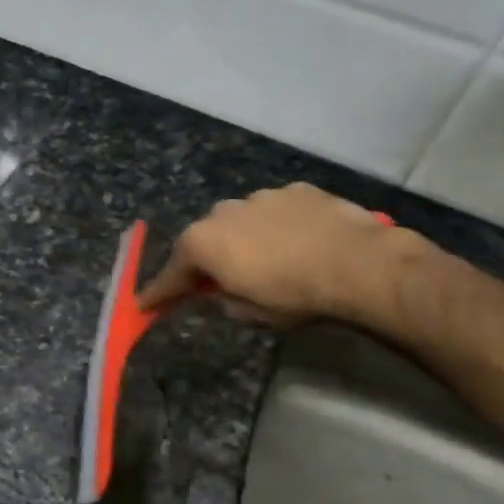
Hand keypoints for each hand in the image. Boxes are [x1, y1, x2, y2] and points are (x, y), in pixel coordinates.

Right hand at [138, 183, 407, 325]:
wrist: (358, 264)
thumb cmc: (293, 295)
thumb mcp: (249, 313)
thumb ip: (222, 299)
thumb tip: (218, 291)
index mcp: (202, 243)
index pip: (171, 273)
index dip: (159, 292)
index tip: (145, 304)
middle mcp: (222, 212)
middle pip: (204, 240)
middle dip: (205, 260)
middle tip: (214, 282)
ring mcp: (260, 196)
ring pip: (239, 221)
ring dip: (242, 239)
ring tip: (265, 260)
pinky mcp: (296, 190)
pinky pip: (274, 211)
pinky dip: (275, 226)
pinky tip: (296, 242)